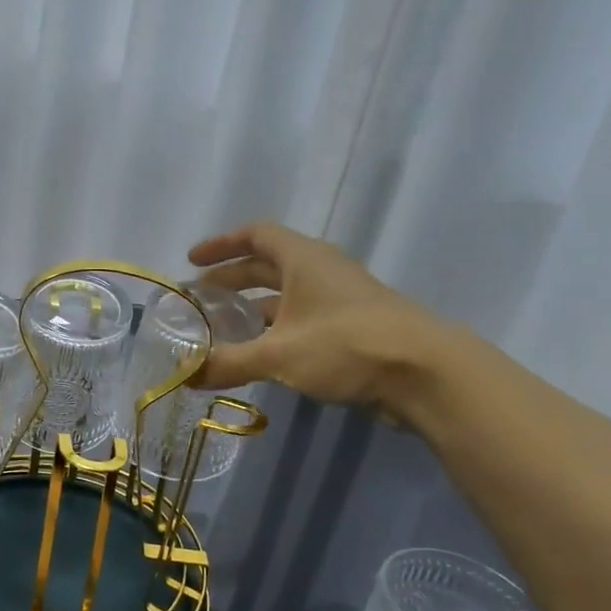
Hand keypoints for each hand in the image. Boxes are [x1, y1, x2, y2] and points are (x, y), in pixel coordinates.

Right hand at [188, 221, 444, 415]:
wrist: (425, 373)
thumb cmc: (346, 345)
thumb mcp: (278, 354)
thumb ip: (228, 362)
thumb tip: (185, 375)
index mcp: (303, 259)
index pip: (256, 235)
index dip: (221, 244)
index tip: (192, 261)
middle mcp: (321, 271)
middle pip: (267, 265)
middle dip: (231, 279)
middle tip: (200, 298)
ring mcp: (339, 300)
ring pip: (285, 296)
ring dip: (252, 308)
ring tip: (222, 328)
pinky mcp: (351, 329)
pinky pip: (301, 320)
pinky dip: (274, 330)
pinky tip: (259, 354)